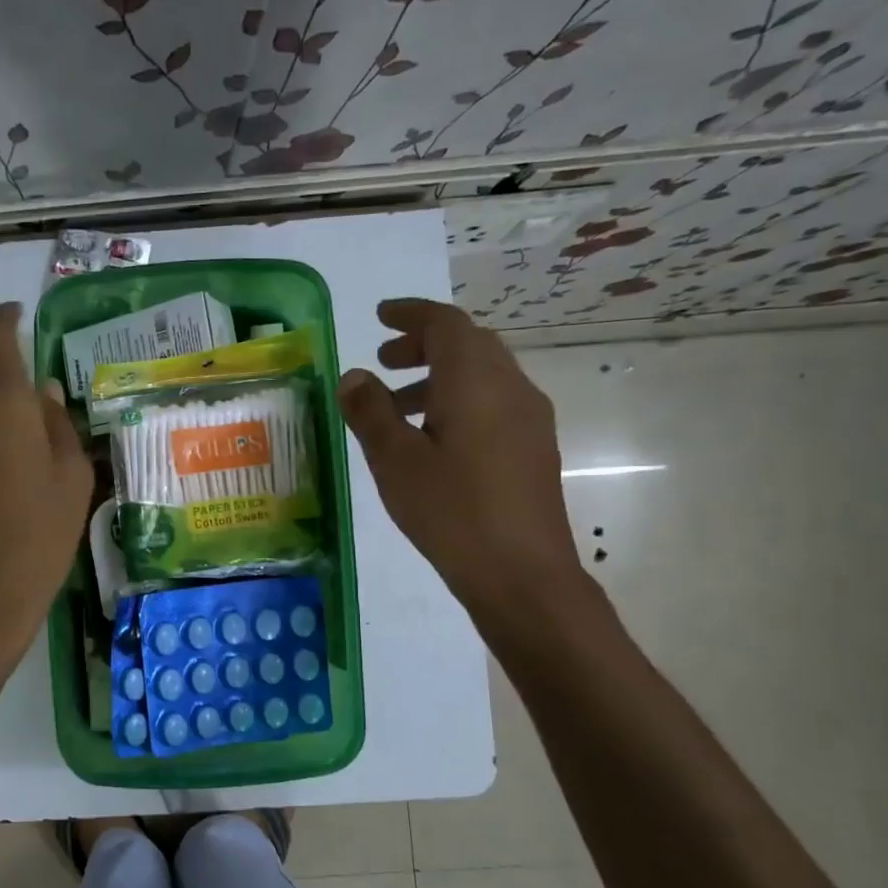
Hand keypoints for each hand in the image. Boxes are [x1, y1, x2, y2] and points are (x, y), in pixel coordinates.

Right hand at [337, 299, 583, 618]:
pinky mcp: (533, 448)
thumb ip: (371, 412)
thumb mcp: (394, 460)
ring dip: (439, 377)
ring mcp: (529, 419)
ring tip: (398, 408)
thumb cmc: (451, 511)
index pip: (446, 324)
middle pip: (469, 345)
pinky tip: (432, 440)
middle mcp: (511, 387)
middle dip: (424, 345)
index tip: (380, 317)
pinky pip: (493, 402)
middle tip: (383, 361)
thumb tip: (354, 376)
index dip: (411, 314)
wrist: (521, 574)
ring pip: (482, 376)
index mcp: (476, 381)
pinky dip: (458, 401)